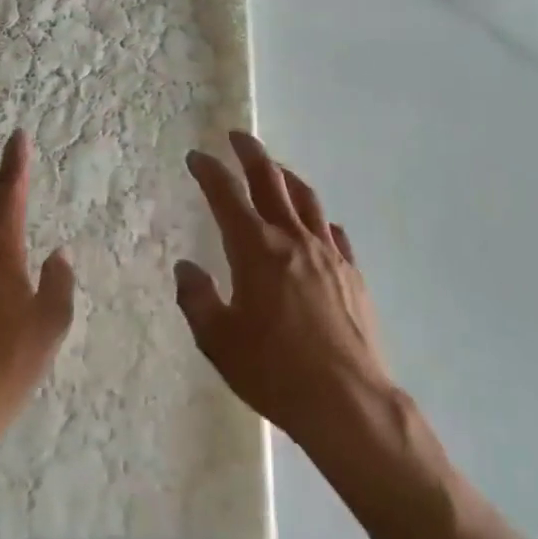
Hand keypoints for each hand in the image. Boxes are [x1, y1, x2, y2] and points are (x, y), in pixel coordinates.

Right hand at [174, 131, 391, 444]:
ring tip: (275, 168)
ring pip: (305, 198)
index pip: (226, 195)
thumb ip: (197, 300)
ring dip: (285, 176)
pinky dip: (318, 217)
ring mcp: (327, 252)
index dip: (209, 171)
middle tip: (237, 136)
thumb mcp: (220, 342)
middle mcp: (292, 238)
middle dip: (250, 153)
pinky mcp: (351, 272)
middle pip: (270, 180)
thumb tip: (186, 268)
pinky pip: (332, 231)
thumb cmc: (276, 372)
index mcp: (256, 249)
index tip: (197, 157)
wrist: (348, 402)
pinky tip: (316, 224)